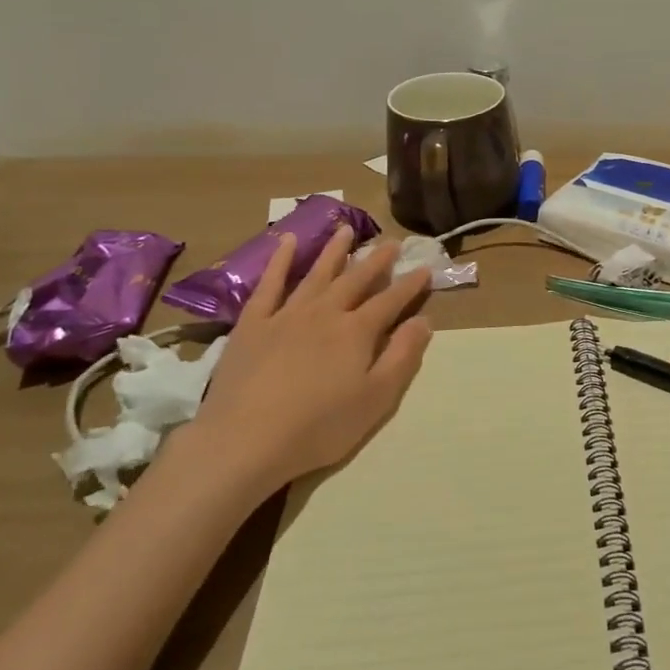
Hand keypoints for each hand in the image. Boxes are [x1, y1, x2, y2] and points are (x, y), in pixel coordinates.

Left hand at [177, 229, 433, 501]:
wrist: (244, 440)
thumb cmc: (318, 427)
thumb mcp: (376, 399)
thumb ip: (402, 357)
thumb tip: (424, 321)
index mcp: (357, 332)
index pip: (391, 301)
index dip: (410, 285)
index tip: (425, 268)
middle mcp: (326, 312)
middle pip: (356, 279)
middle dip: (377, 261)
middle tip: (392, 242)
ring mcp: (287, 314)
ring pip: (317, 273)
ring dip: (334, 250)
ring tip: (346, 229)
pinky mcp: (253, 323)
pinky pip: (269, 284)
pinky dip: (280, 261)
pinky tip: (286, 241)